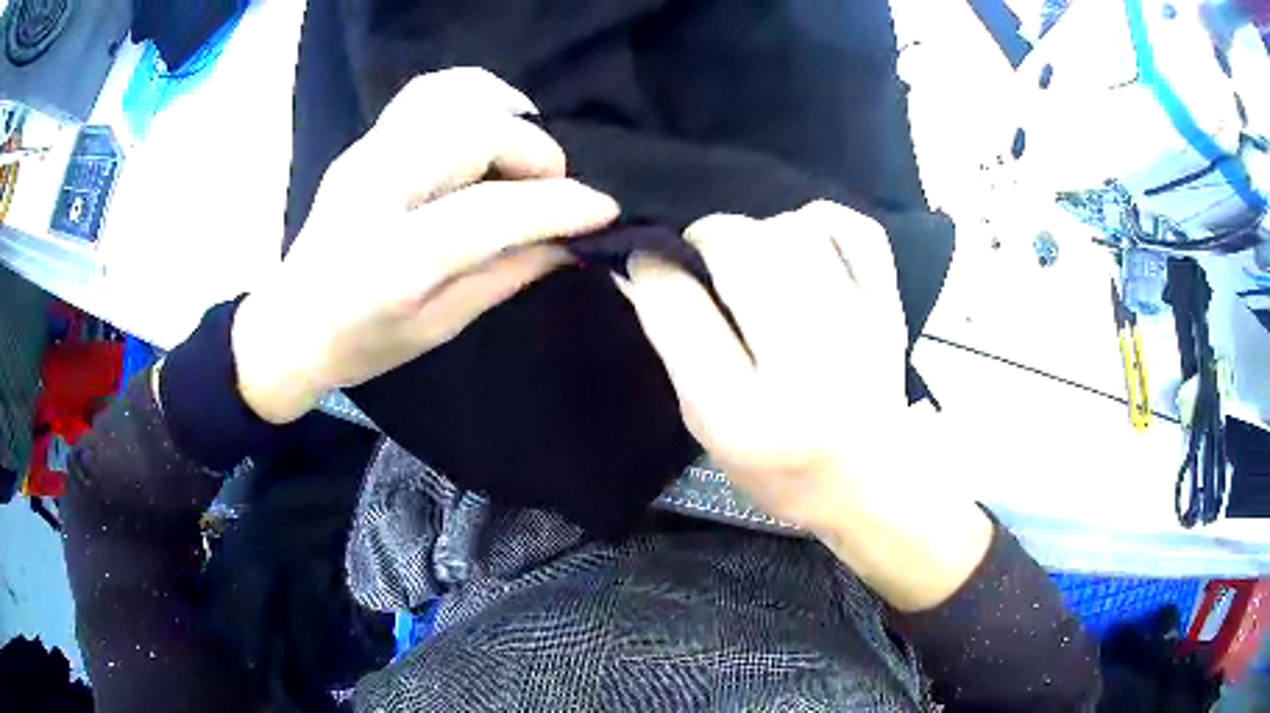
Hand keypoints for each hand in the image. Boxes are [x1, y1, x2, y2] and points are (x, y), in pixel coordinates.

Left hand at [232, 68, 619, 422]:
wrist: (290, 325)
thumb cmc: (360, 344)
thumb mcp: (439, 328)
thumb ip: (506, 276)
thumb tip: (569, 242)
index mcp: (391, 263)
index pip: (488, 213)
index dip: (557, 206)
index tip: (604, 209)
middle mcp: (374, 193)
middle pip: (471, 135)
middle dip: (534, 152)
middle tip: (553, 186)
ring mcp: (364, 157)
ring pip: (449, 96)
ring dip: (506, 112)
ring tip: (525, 147)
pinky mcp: (363, 143)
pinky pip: (426, 93)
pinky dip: (472, 94)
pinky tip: (491, 122)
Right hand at [617, 201, 908, 533]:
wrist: (870, 484)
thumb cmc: (779, 468)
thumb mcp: (707, 428)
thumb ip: (675, 348)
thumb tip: (643, 270)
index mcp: (741, 416)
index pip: (679, 310)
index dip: (652, 269)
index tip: (646, 261)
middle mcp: (803, 368)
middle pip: (742, 252)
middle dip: (705, 236)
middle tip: (701, 253)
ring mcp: (857, 332)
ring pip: (796, 232)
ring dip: (760, 231)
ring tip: (754, 257)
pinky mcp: (889, 311)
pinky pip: (858, 232)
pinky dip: (823, 221)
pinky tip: (806, 241)